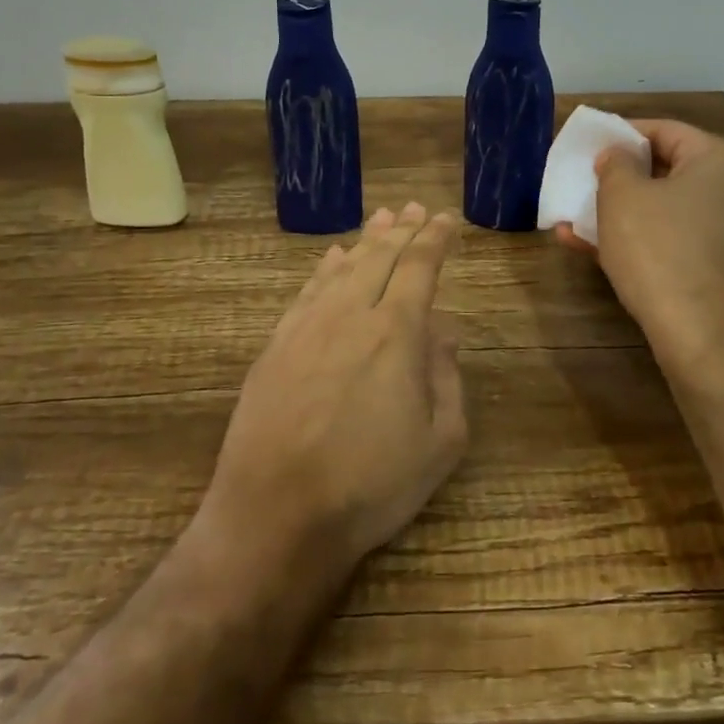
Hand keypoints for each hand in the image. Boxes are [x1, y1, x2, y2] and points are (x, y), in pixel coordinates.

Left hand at [201, 203, 467, 580]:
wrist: (276, 515)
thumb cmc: (371, 485)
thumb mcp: (440, 443)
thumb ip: (447, 378)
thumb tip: (444, 332)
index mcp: (397, 332)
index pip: (419, 268)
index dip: (434, 240)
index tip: (446, 220)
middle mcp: (351, 315)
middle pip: (380, 258)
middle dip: (402, 230)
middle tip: (415, 208)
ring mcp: (307, 328)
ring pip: (342, 268)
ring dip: (365, 241)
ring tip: (382, 220)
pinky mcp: (276, 346)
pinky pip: (306, 292)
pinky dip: (324, 269)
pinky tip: (333, 259)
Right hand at [556, 120, 723, 374]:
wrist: (703, 336)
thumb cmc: (661, 250)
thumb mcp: (623, 196)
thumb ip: (615, 163)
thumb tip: (618, 155)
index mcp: (722, 159)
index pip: (663, 130)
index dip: (620, 135)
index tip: (587, 148)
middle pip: (667, 169)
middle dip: (618, 178)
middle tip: (582, 183)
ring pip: (666, 209)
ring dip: (619, 213)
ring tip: (574, 218)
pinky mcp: (722, 266)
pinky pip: (674, 239)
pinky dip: (638, 239)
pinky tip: (591, 248)